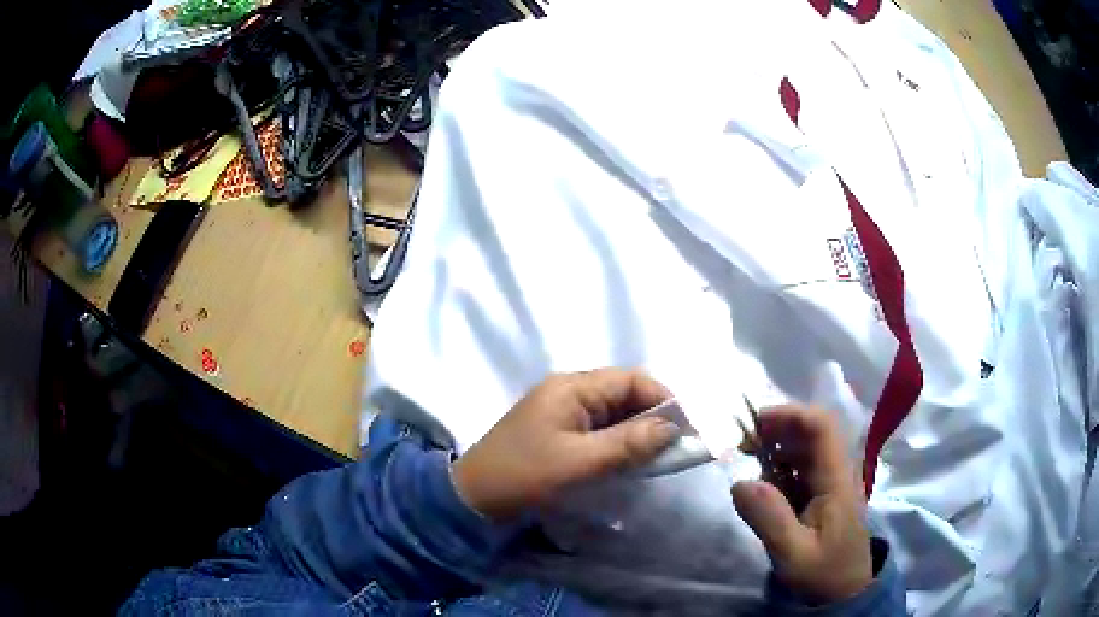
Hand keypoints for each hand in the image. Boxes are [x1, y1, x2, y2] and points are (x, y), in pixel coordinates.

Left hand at [452, 369, 679, 519]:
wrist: (473, 498)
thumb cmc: (524, 476)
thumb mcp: (579, 462)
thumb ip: (628, 443)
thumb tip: (674, 427)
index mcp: (572, 387)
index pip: (632, 381)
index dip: (665, 400)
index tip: (687, 430)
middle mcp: (570, 391)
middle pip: (625, 394)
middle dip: (654, 418)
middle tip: (676, 448)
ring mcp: (564, 412)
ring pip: (615, 413)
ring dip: (638, 432)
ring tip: (659, 457)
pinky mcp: (560, 432)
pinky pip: (601, 430)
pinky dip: (620, 443)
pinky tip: (632, 461)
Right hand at [732, 406, 872, 603]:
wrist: (845, 592)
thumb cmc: (823, 573)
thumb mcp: (793, 554)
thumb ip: (770, 519)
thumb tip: (740, 482)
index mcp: (837, 479)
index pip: (822, 427)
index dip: (791, 415)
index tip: (756, 423)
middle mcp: (837, 472)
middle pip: (812, 432)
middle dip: (778, 429)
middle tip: (744, 442)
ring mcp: (830, 482)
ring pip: (805, 449)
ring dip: (777, 447)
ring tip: (747, 460)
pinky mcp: (822, 494)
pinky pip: (800, 469)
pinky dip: (778, 468)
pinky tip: (762, 485)